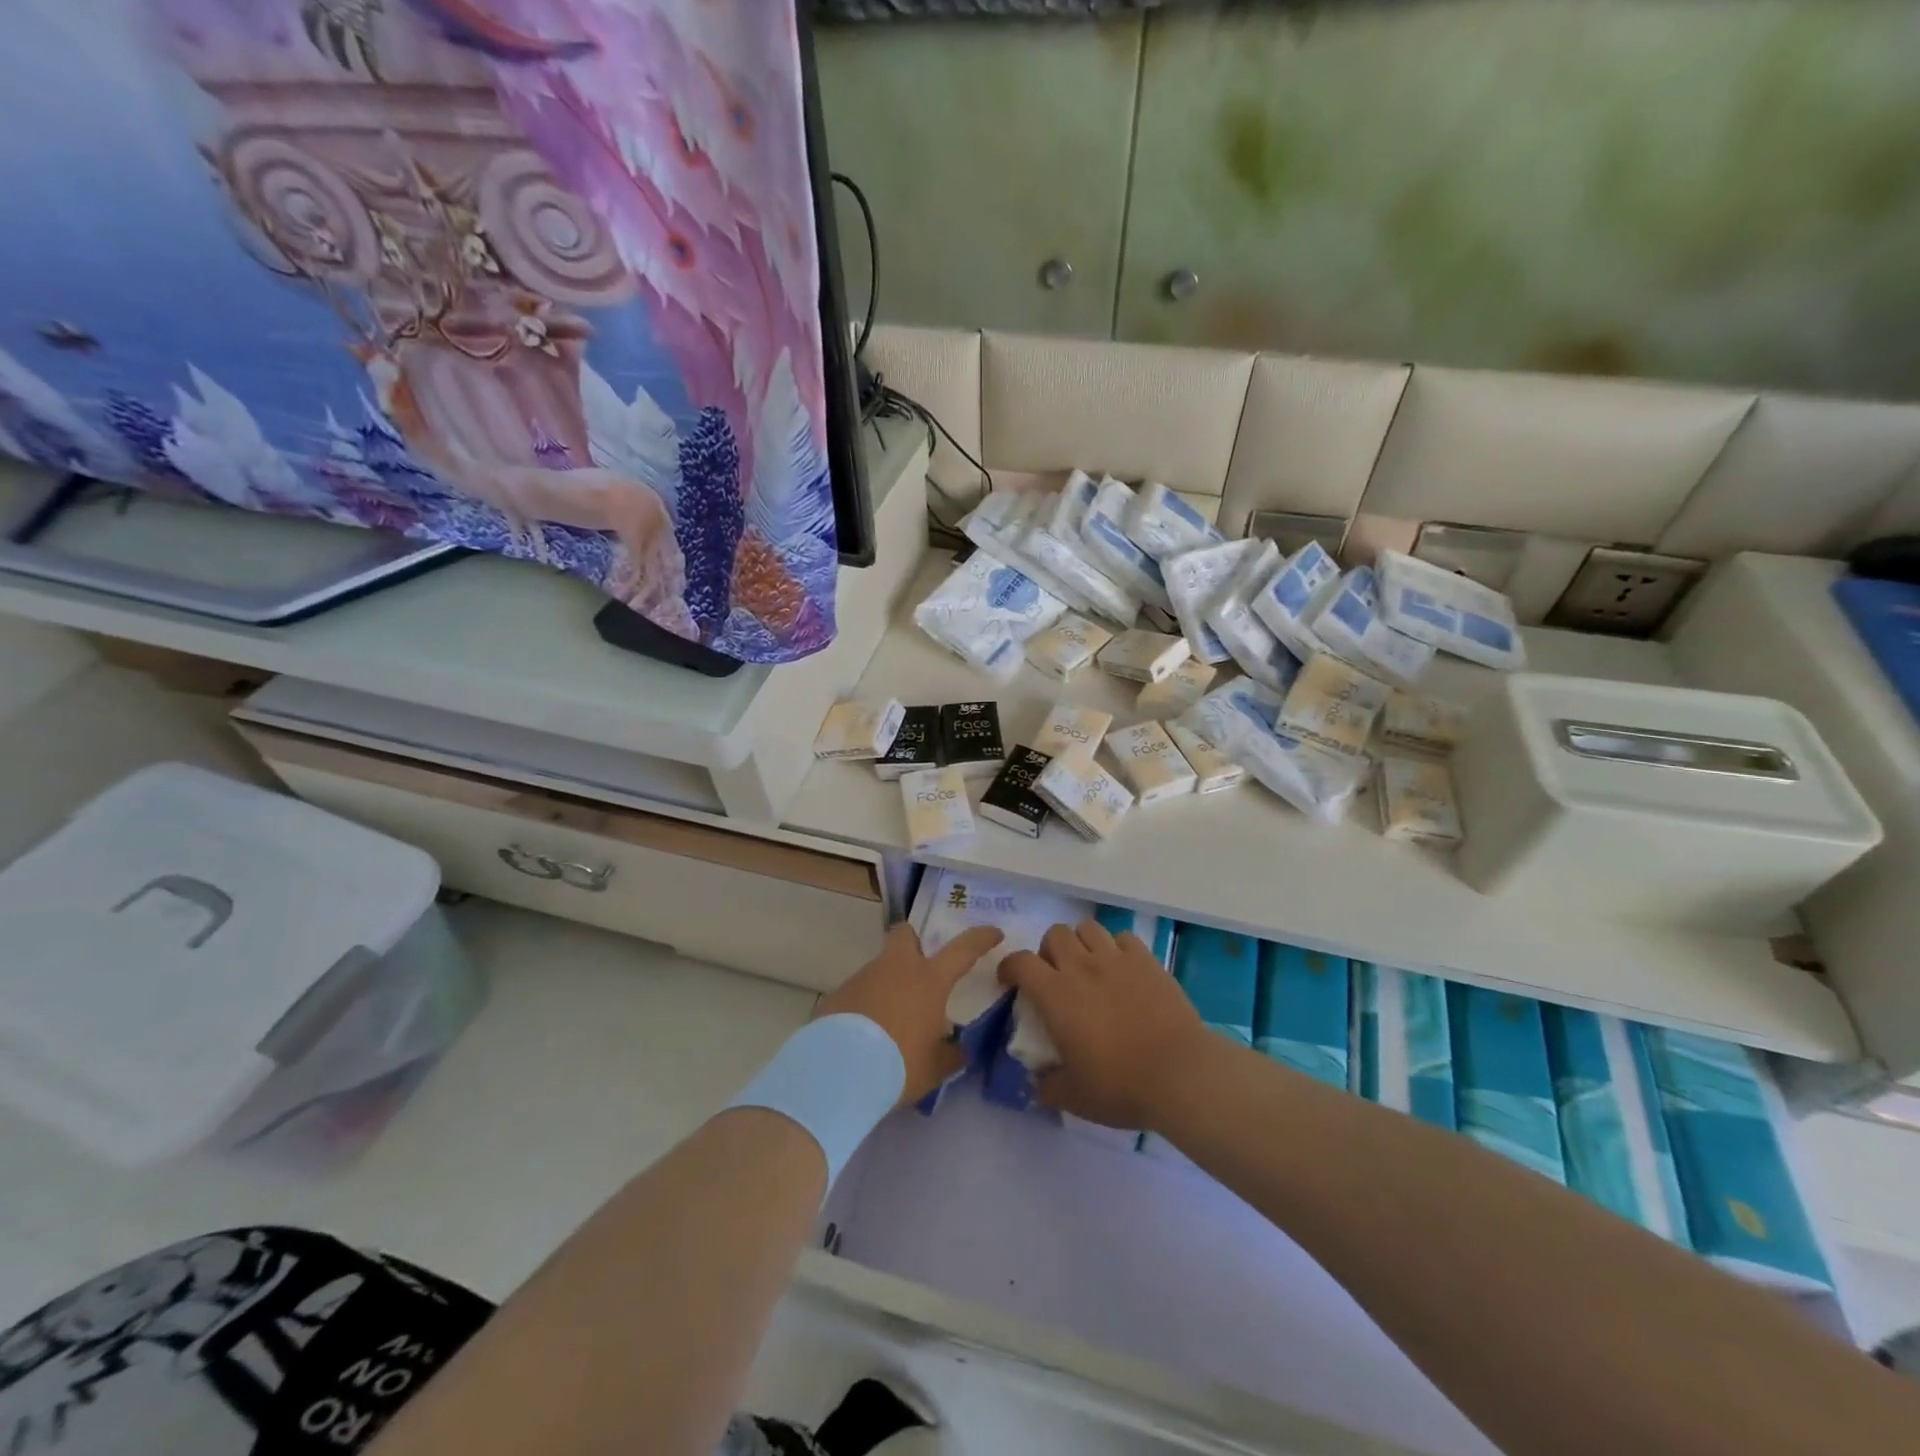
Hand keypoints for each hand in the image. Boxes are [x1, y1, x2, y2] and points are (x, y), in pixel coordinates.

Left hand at [817, 922, 1004, 1105]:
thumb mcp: (935, 1068)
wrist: (839, 1071)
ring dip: (889, 983)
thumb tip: (960, 1049)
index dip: (981, 938)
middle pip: (905, 934)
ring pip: (881, 967)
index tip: (993, 933)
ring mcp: (864, 977)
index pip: (963, 949)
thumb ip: (951, 1054)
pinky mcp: (839, 994)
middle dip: (914, 941)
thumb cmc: (899, 1064)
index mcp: (928, 980)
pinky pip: (859, 992)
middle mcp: (896, 968)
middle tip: (921, 964)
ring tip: (892, 1020)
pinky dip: (867, 1005)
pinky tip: (866, 1034)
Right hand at [998, 919, 1209, 1130]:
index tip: (1011, 982)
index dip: (1010, 967)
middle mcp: (1082, 966)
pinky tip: (1122, 968)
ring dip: (1081, 943)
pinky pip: (1123, 937)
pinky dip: (1116, 947)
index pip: (1020, 962)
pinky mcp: (1147, 960)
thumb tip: (1035, 1081)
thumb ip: (1046, 1086)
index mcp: (1056, 994)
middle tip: (1056, 976)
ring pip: (1088, 928)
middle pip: (1055, 934)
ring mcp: (1116, 959)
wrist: (1180, 1073)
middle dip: (1049, 950)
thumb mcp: (1073, 1097)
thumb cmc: (1120, 1085)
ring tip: (1088, 966)